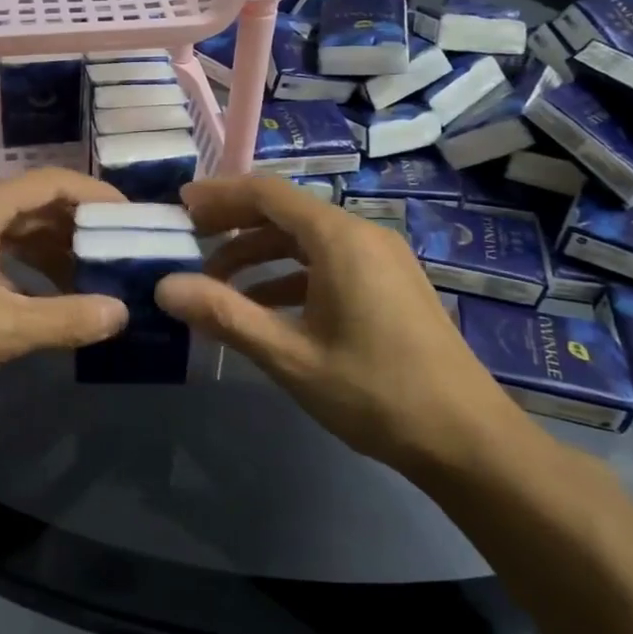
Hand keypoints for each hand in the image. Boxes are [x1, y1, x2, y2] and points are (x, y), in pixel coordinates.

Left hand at [0, 169, 129, 412]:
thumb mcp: (1, 328)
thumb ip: (66, 319)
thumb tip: (122, 313)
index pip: (55, 182)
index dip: (99, 196)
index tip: (135, 219)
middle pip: (39, 204)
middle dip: (82, 227)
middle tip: (123, 252)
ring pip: (19, 230)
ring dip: (57, 250)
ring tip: (96, 277)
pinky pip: (0, 252)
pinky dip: (30, 268)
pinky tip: (50, 296)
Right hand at [155, 177, 518, 468]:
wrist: (467, 440)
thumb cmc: (374, 392)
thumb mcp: (290, 356)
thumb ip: (225, 316)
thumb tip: (165, 287)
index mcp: (339, 239)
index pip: (267, 193)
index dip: (219, 195)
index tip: (179, 207)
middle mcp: (362, 235)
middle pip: (286, 211)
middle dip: (234, 224)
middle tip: (189, 241)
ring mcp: (381, 259)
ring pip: (306, 239)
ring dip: (259, 254)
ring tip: (216, 283)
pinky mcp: (389, 284)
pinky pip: (328, 262)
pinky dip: (289, 275)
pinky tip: (263, 308)